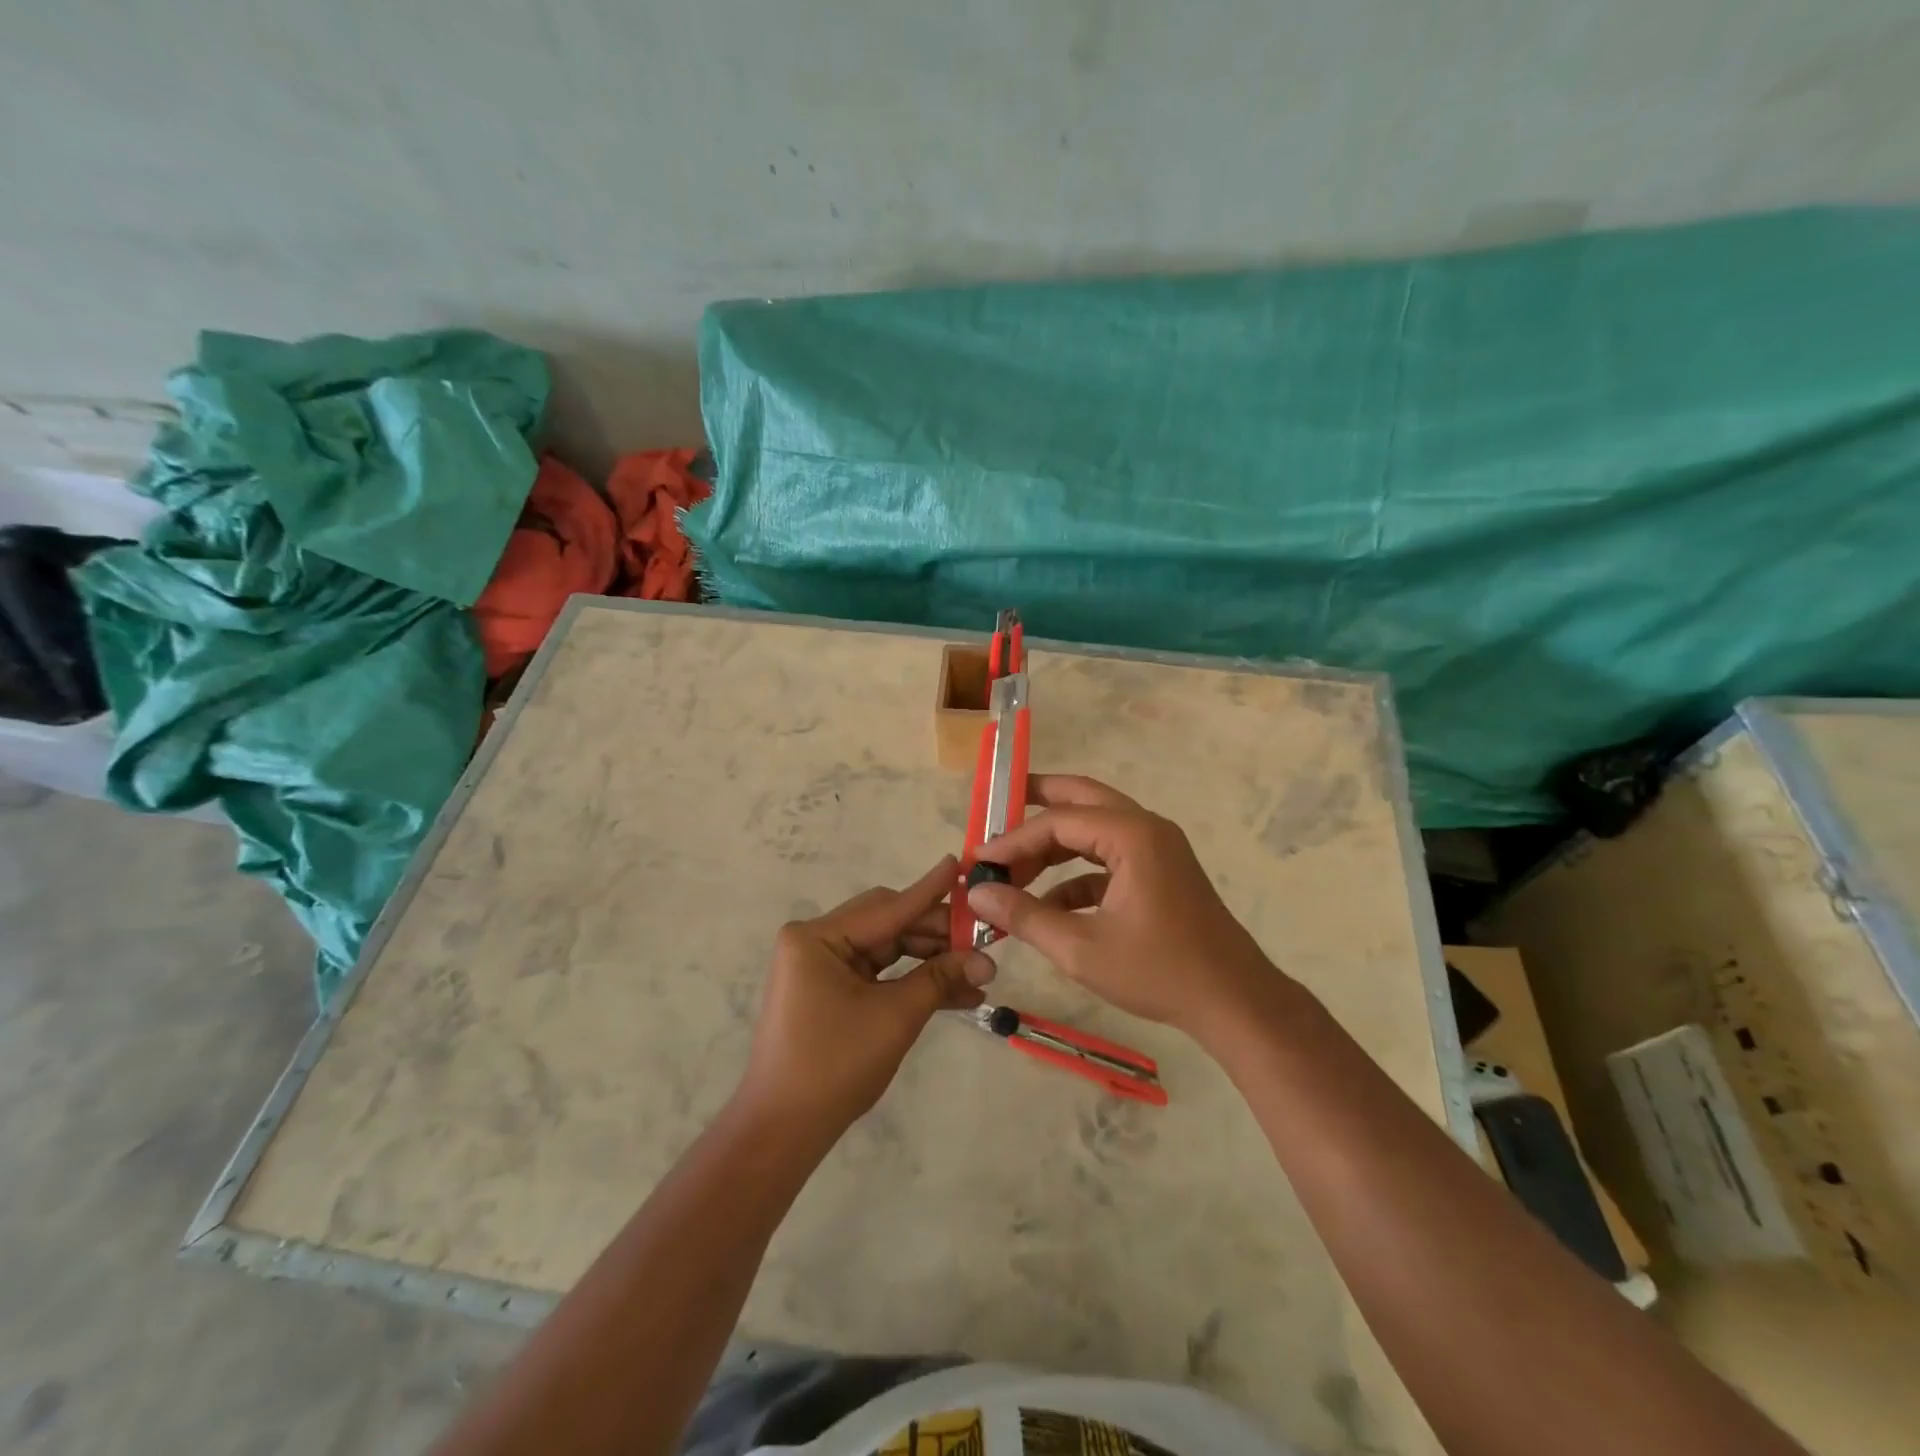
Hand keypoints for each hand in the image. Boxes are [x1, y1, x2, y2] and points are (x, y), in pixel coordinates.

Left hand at [736, 856, 995, 1136]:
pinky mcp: (830, 988)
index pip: (887, 908)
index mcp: (817, 937)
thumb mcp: (894, 1017)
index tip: (961, 864)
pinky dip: (911, 981)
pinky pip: (879, 973)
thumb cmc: (834, 1066)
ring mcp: (821, 965)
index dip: (930, 891)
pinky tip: (956, 992)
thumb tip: (986, 960)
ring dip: (930, 961)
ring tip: (978, 972)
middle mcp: (816, 941)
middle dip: (937, 934)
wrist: (784, 1130)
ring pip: (888, 949)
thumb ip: (940, 979)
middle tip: (983, 939)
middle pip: (888, 924)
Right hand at [966, 776, 1284, 1043]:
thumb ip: (1024, 917)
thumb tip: (977, 894)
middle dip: (1036, 803)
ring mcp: (1157, 849)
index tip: (978, 861)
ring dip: (1054, 846)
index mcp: (1131, 835)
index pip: (1058, 821)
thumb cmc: (1159, 972)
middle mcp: (1146, 828)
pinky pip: (1108, 858)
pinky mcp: (1160, 872)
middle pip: (1081, 799)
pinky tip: (1047, 907)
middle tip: (995, 808)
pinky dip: (1076, 874)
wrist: (1234, 1002)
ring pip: (1094, 828)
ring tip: (1013, 870)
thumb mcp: (1081, 949)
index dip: (1013, 840)